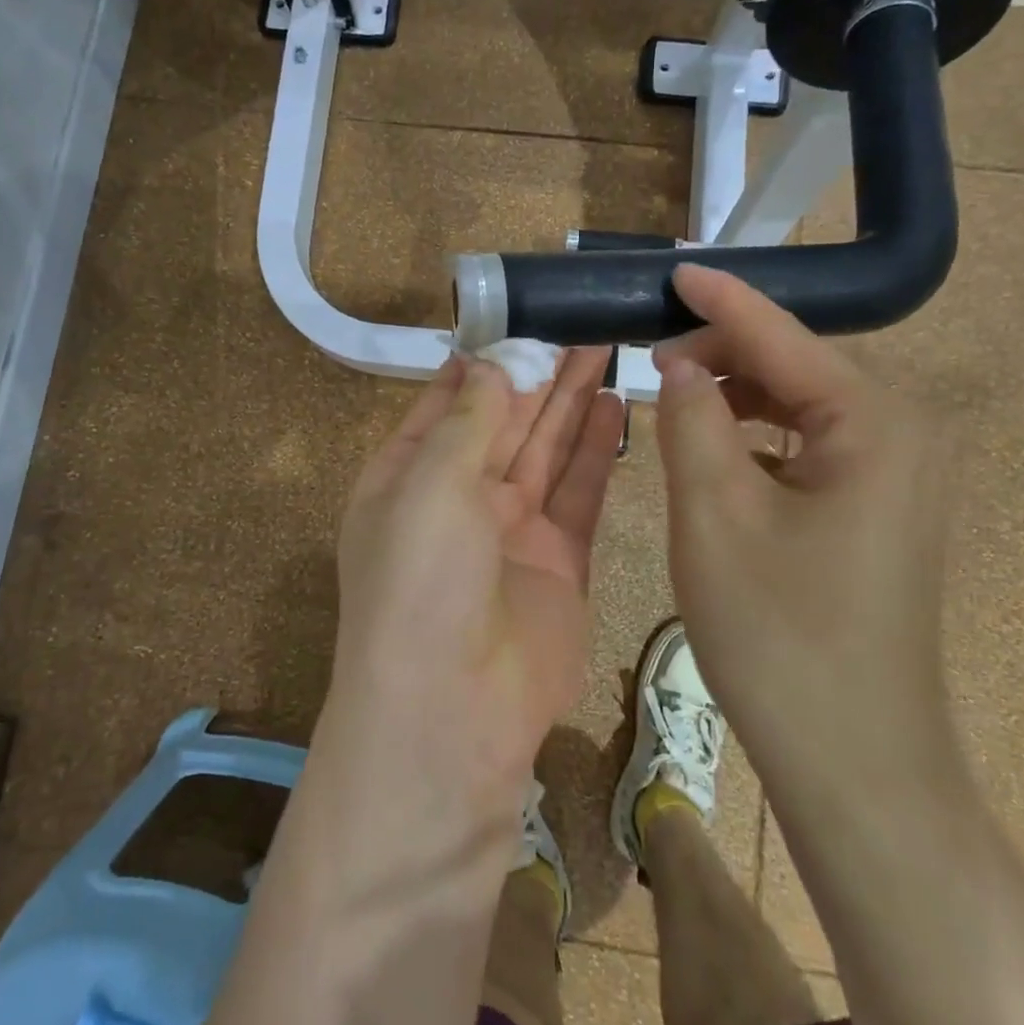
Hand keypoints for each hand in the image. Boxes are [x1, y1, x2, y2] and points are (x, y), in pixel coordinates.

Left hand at [321, 350, 624, 828]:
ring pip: (546, 450)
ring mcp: (510, 532)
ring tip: (605, 348)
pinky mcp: (559, 561)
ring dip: (572, 401)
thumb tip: (489, 365)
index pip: (448, 403)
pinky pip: (579, 493)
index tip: (523, 316)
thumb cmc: (422, 580)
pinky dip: (595, 450)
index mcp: (407, 477)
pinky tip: (616, 405)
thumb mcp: (430, 483)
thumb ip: (469, 421)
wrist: (453, 709)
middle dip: (539, 373)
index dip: (485, 361)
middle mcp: (457, 499)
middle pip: (505, 421)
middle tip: (582, 322)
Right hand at [653, 265, 956, 791]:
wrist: (852, 758)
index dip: (721, 300)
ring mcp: (894, 477)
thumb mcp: (714, 516)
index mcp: (873, 423)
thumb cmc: (779, 634)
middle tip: (652, 359)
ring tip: (674, 398)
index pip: (783, 335)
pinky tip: (713, 450)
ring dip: (736, 394)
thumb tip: (679, 366)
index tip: (672, 269)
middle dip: (724, 351)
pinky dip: (756, 437)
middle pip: (797, 365)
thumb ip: (691, 422)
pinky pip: (807, 447)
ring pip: (800, 406)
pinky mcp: (875, 511)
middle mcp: (899, 435)